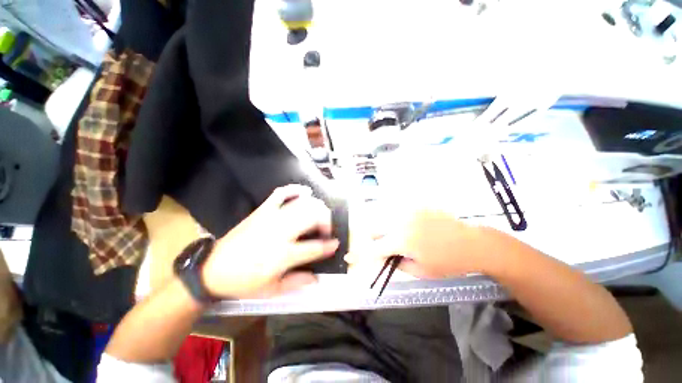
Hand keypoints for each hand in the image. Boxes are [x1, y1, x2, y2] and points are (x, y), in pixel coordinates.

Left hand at [202, 185, 338, 298]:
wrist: (212, 269)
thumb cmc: (244, 282)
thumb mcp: (272, 290)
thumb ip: (297, 283)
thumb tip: (316, 278)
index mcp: (283, 255)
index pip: (315, 247)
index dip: (329, 245)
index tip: (336, 244)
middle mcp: (281, 232)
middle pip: (312, 217)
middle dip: (326, 220)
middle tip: (326, 229)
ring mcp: (271, 218)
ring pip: (302, 204)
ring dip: (316, 206)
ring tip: (319, 214)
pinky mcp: (262, 210)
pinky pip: (281, 193)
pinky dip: (295, 189)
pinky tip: (304, 191)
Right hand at [345, 209, 494, 278]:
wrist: (474, 243)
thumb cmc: (449, 262)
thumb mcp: (421, 271)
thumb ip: (397, 263)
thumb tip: (384, 257)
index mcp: (402, 240)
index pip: (373, 248)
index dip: (359, 255)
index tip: (349, 257)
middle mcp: (401, 221)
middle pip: (374, 228)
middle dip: (374, 240)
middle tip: (385, 249)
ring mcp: (409, 211)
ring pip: (385, 219)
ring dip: (386, 231)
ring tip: (403, 239)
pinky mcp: (417, 206)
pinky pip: (399, 214)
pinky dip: (399, 223)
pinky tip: (415, 230)